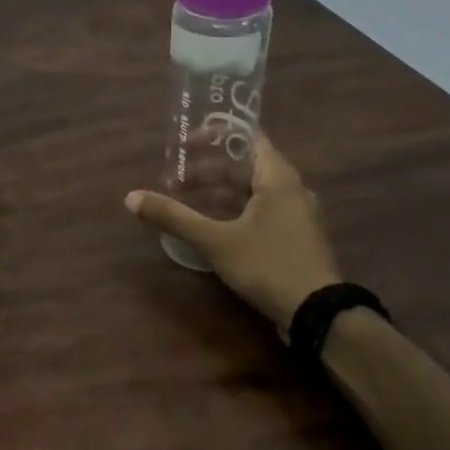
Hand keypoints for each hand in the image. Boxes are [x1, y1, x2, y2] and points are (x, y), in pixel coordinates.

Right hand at [125, 134, 340, 337]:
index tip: (184, 144)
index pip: (247, 136)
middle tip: (173, 181)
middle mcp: (291, 189)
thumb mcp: (214, 240)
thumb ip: (173, 216)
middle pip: (244, 165)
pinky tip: (209, 225)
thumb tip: (130, 198)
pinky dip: (231, 208)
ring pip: (250, 189)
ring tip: (184, 201)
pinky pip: (258, 209)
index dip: (214, 134)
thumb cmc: (268, 265)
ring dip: (216, 191)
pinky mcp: (293, 237)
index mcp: (278, 178)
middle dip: (205, 169)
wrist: (319, 315)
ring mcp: (295, 215)